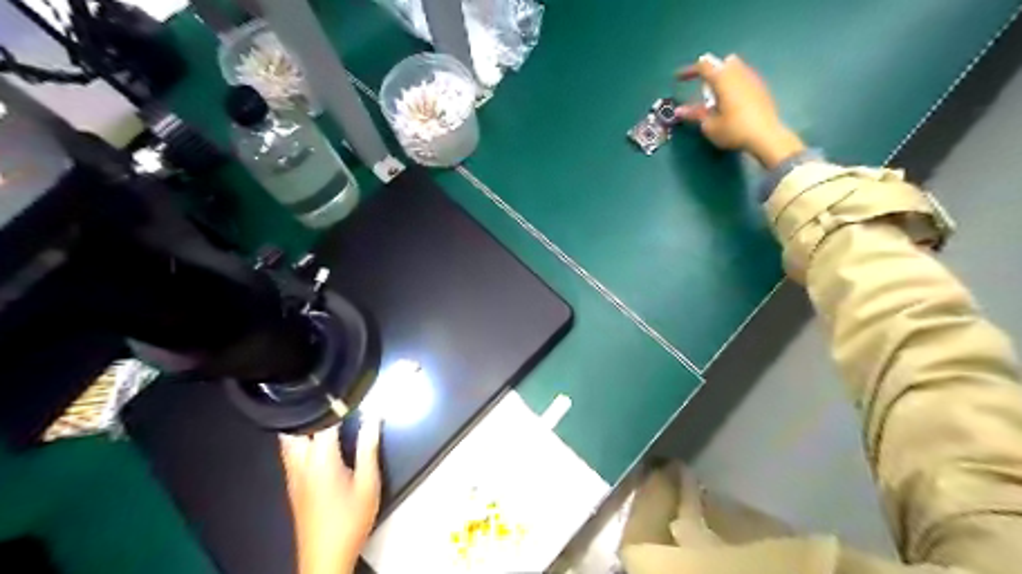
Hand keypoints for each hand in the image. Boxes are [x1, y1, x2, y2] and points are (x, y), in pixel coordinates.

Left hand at [278, 417, 382, 572]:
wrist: (325, 557)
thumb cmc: (350, 520)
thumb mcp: (368, 482)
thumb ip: (369, 446)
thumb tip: (374, 417)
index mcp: (320, 459)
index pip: (323, 421)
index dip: (336, 403)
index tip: (348, 390)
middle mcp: (300, 464)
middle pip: (294, 428)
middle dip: (310, 412)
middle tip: (331, 402)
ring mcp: (292, 476)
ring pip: (288, 441)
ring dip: (303, 426)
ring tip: (325, 417)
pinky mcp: (292, 486)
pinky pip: (290, 453)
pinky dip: (300, 440)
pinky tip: (317, 442)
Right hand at [678, 52, 807, 168]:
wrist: (766, 136)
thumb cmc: (734, 130)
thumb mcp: (710, 125)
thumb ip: (695, 114)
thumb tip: (679, 110)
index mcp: (723, 78)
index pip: (703, 65)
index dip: (689, 71)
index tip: (679, 78)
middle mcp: (738, 73)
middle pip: (721, 63)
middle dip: (709, 73)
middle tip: (701, 89)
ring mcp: (752, 79)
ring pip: (734, 69)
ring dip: (722, 78)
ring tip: (716, 96)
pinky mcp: (761, 88)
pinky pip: (743, 78)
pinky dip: (733, 85)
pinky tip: (732, 102)